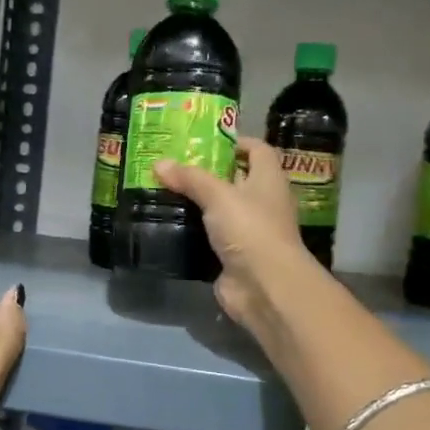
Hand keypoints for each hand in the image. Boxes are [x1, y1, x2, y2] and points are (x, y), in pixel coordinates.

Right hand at [154, 138, 318, 327]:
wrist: (265, 287)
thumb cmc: (250, 229)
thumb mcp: (218, 195)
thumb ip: (190, 178)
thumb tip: (160, 163)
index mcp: (268, 180)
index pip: (257, 150)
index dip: (235, 142)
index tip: (204, 142)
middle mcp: (262, 203)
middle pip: (236, 179)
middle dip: (207, 172)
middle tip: (173, 166)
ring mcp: (249, 232)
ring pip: (221, 210)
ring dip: (197, 203)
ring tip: (164, 191)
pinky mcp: (233, 256)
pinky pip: (211, 237)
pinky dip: (193, 232)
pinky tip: (169, 224)